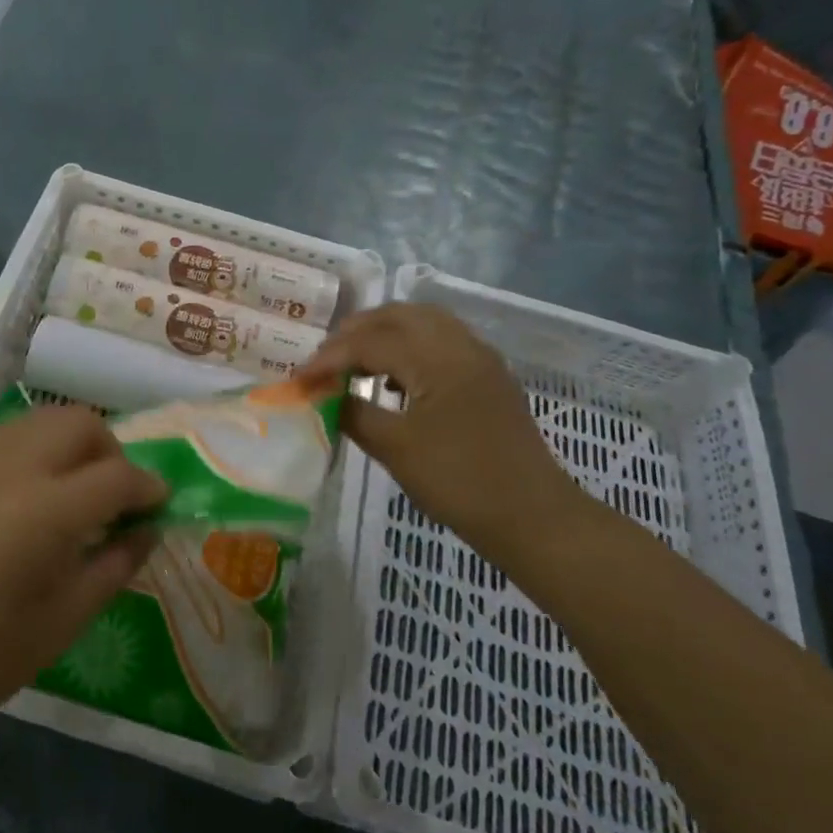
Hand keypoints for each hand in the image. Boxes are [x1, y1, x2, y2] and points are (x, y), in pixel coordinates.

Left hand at [0, 405, 167, 733]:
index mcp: (45, 513)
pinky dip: (32, 452)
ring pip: (40, 420)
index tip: (158, 502)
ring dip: (70, 444)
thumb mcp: (74, 612)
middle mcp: (10, 471)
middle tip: (114, 493)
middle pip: (79, 424)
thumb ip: (120, 559)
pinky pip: (5, 439)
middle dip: (110, 451)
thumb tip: (151, 526)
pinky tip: (29, 494)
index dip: (148, 486)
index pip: (117, 475)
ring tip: (72, 487)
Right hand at [302, 304, 583, 553]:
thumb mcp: (395, 449)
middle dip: (356, 331)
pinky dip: (409, 347)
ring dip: (384, 334)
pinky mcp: (489, 378)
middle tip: (325, 358)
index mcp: (438, 358)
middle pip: (399, 316)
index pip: (371, 342)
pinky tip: (393, 378)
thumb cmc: (460, 482)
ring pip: (424, 324)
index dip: (330, 357)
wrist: (532, 517)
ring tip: (354, 361)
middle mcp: (461, 346)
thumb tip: (326, 396)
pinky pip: (442, 342)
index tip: (299, 378)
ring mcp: (480, 360)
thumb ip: (354, 413)